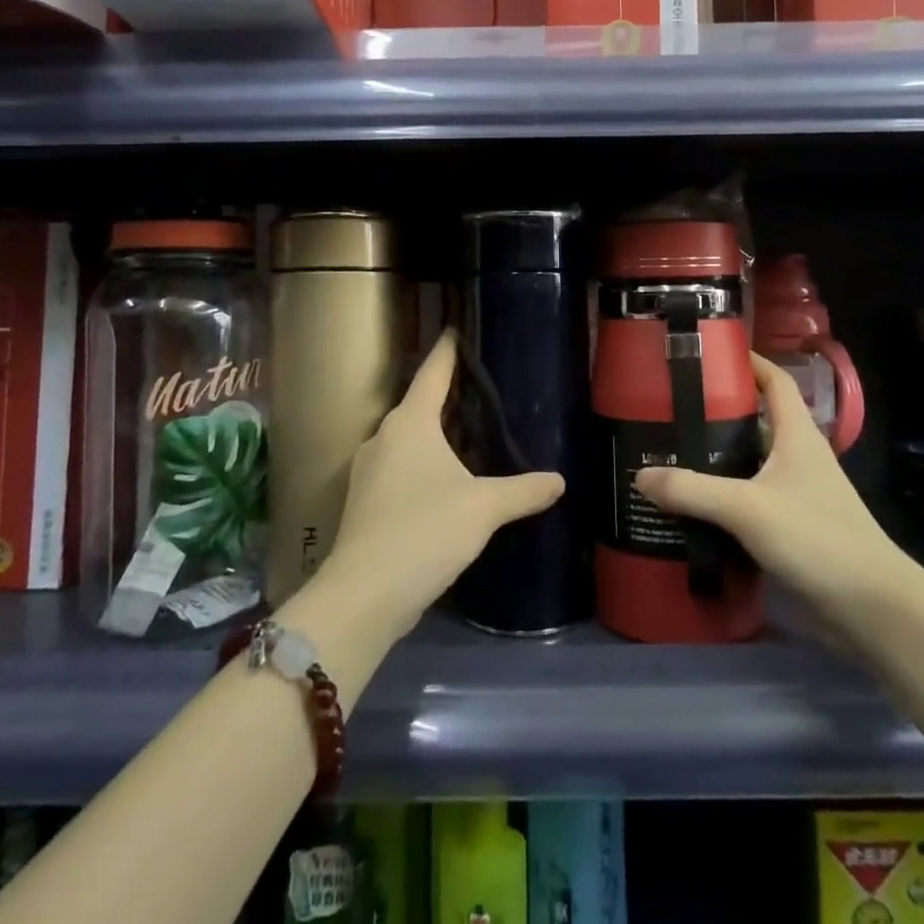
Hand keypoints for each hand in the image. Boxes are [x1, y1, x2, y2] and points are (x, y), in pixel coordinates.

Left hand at [316, 331, 563, 640]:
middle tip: (481, 390)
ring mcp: (368, 470)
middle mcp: (383, 437)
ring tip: (470, 437)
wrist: (365, 594)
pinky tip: (446, 484)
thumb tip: (559, 480)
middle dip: (447, 397)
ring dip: (435, 435)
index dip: (447, 351)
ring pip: (408, 439)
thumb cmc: (426, 531)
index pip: (432, 373)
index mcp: (409, 423)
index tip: (456, 330)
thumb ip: (523, 490)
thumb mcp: (484, 508)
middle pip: (418, 405)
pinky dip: (423, 465)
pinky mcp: (365, 501)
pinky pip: (400, 467)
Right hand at [635, 353, 910, 619]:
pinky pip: (752, 496)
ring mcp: (799, 491)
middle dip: (718, 410)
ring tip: (673, 452)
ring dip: (719, 455)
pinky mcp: (794, 524)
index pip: (775, 381)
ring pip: (752, 460)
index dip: (748, 361)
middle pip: (757, 419)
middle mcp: (799, 456)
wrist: (872, 606)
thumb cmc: (816, 538)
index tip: (709, 354)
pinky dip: (726, 493)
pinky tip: (695, 503)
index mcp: (797, 434)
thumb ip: (692, 491)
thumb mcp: (747, 509)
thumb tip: (640, 475)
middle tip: (672, 408)